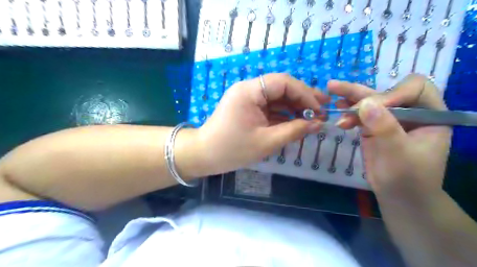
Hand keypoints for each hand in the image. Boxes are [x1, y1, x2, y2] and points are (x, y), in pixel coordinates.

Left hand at [197, 74, 328, 174]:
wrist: (204, 155)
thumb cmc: (232, 149)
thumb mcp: (266, 141)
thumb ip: (294, 130)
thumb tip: (318, 123)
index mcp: (250, 91)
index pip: (284, 82)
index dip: (305, 94)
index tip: (319, 109)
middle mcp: (248, 89)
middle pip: (281, 87)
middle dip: (302, 98)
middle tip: (323, 109)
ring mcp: (247, 98)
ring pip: (277, 97)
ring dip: (294, 107)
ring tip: (313, 117)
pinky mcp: (247, 108)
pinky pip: (269, 107)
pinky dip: (283, 114)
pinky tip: (296, 121)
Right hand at [329, 75, 451, 201]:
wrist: (399, 196)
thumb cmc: (408, 178)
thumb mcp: (398, 153)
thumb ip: (384, 127)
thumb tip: (365, 104)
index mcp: (430, 114)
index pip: (414, 89)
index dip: (392, 93)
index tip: (371, 108)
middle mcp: (409, 112)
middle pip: (385, 92)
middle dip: (360, 92)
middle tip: (335, 87)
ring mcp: (389, 120)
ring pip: (369, 102)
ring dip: (349, 99)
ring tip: (330, 93)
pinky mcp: (373, 128)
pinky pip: (360, 115)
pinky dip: (348, 113)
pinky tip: (337, 112)